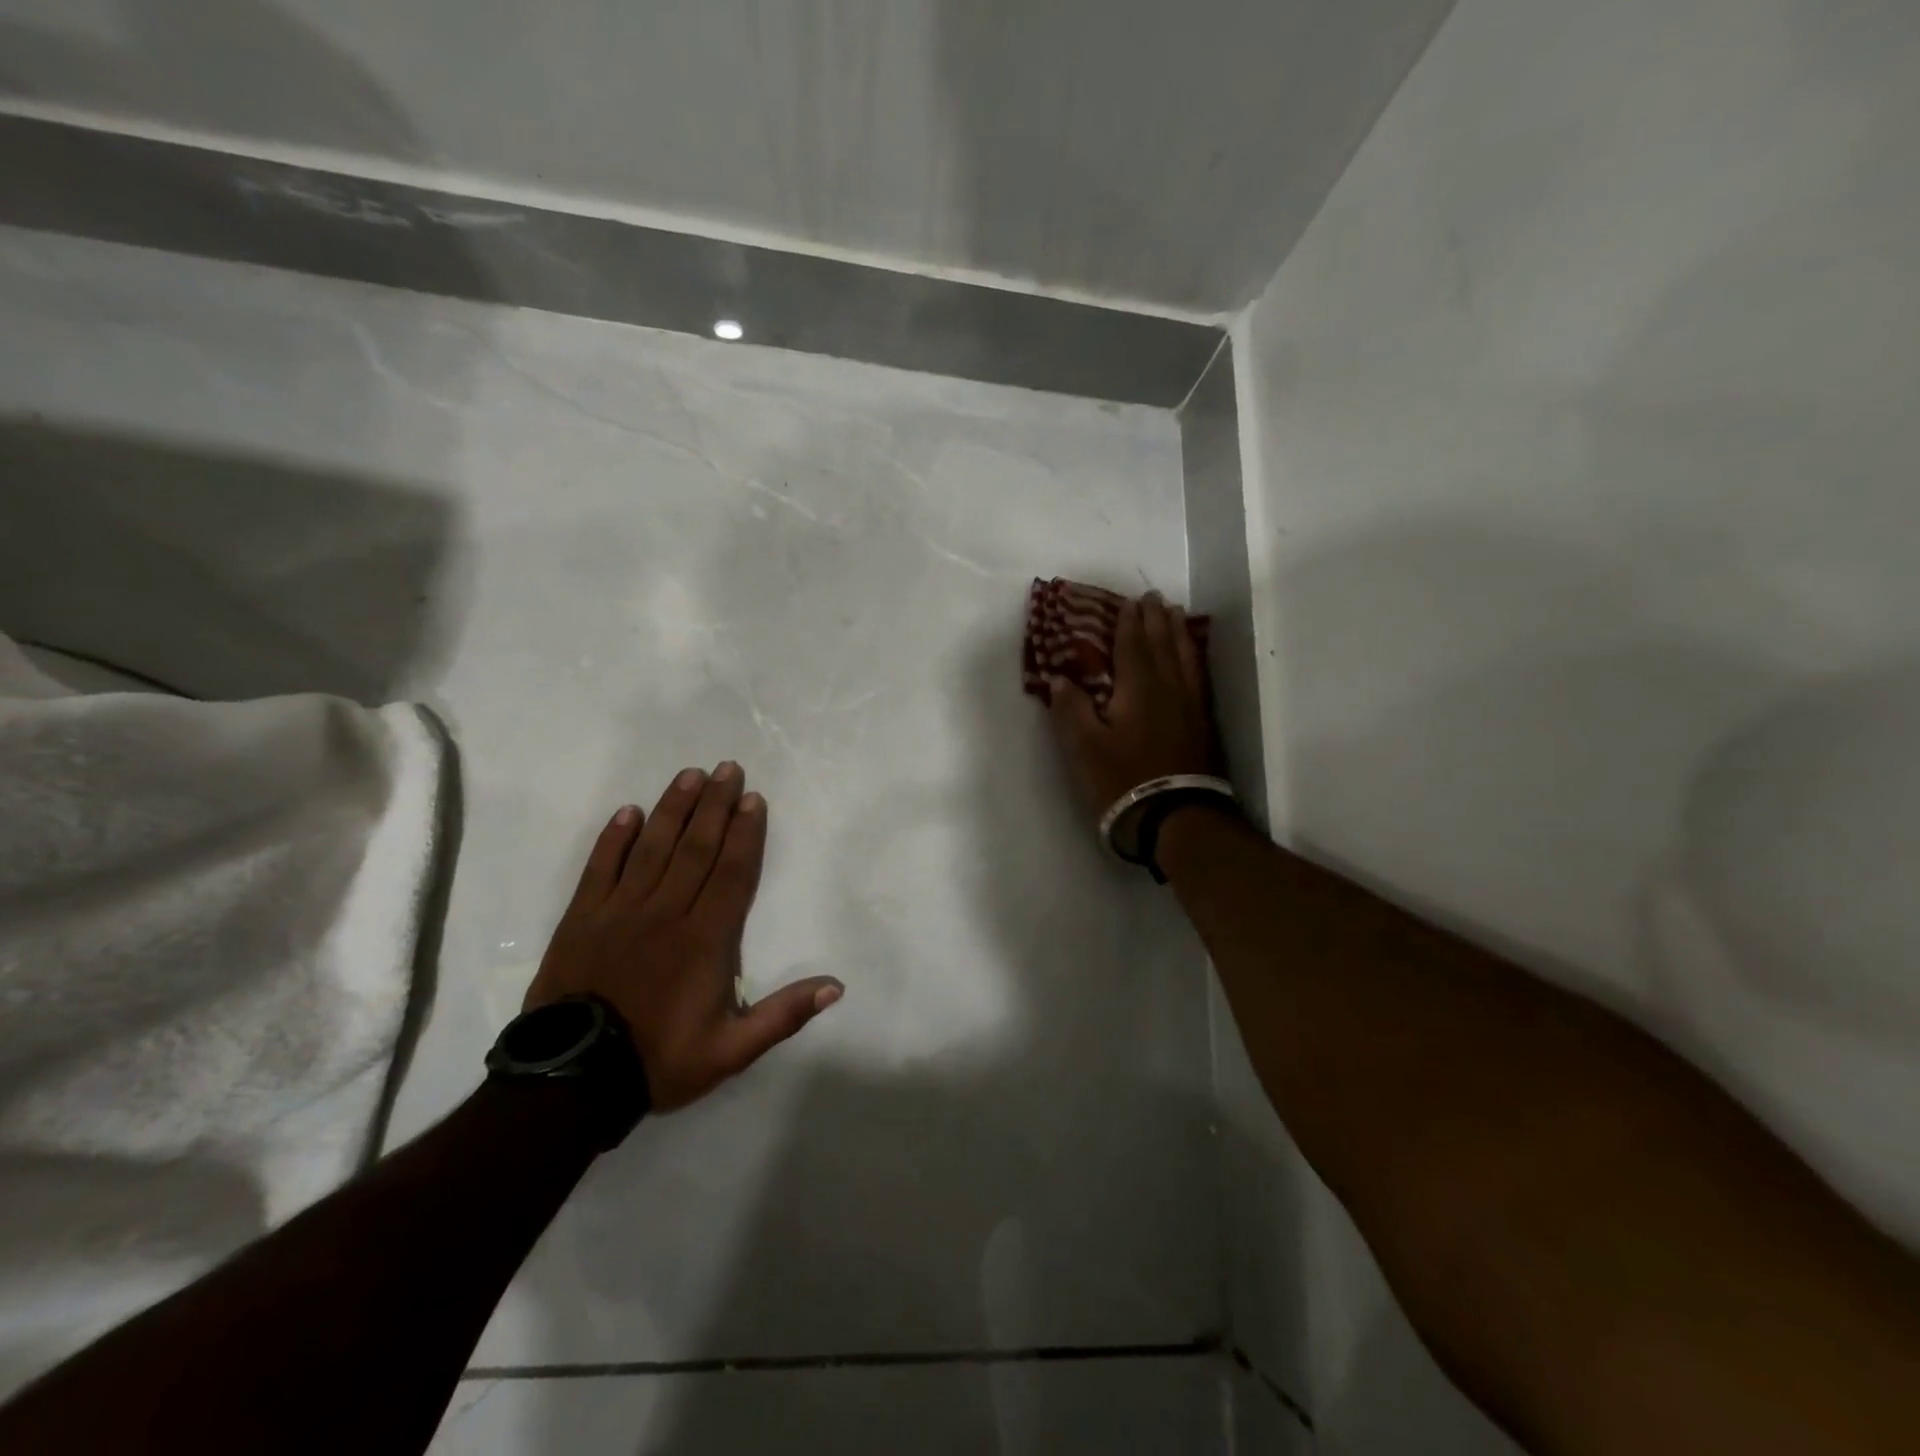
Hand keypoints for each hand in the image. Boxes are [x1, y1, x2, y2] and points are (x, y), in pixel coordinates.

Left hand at [524, 763, 842, 1110]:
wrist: (572, 1083)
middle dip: (715, 805)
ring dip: (673, 809)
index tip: (754, 799)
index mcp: (706, 940)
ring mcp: (620, 912)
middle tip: (728, 769)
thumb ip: (784, 1015)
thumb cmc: (659, 1060)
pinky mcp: (582, 919)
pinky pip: (600, 868)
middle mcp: (666, 913)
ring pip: (652, 848)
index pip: (732, 873)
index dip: (746, 833)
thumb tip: (836, 985)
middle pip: (696, 848)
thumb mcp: (732, 1051)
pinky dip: (614, 838)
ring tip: (689, 775)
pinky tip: (628, 812)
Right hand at [1046, 593, 1219, 820]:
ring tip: (1177, 616)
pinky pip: (1198, 678)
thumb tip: (1059, 678)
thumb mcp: (1083, 747)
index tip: (1129, 601)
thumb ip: (1070, 708)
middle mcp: (1169, 688)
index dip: (1129, 622)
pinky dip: (1194, 659)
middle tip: (1154, 597)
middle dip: (1157, 619)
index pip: (1132, 645)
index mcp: (1138, 688)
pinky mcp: (1202, 726)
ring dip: (1179, 634)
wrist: (1176, 818)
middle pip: (1164, 645)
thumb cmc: (1123, 780)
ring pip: (1186, 658)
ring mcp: (1190, 707)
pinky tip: (1192, 661)